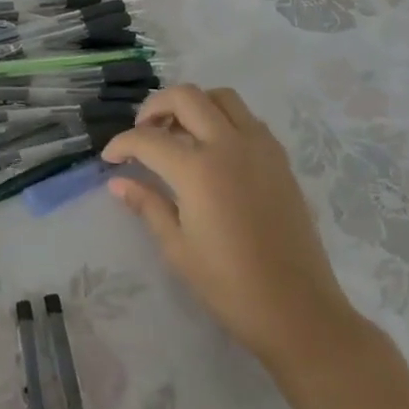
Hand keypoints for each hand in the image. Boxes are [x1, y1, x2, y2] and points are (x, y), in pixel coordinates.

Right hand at [102, 85, 359, 372]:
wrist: (298, 311)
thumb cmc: (230, 286)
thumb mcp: (178, 248)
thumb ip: (148, 205)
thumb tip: (118, 183)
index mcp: (199, 170)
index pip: (148, 139)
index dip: (122, 144)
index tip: (110, 159)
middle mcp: (230, 145)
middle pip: (186, 97)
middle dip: (155, 107)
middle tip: (143, 132)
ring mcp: (260, 147)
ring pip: (221, 97)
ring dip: (193, 105)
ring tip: (178, 133)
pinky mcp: (280, 159)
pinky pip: (247, 118)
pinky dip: (223, 118)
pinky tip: (212, 150)